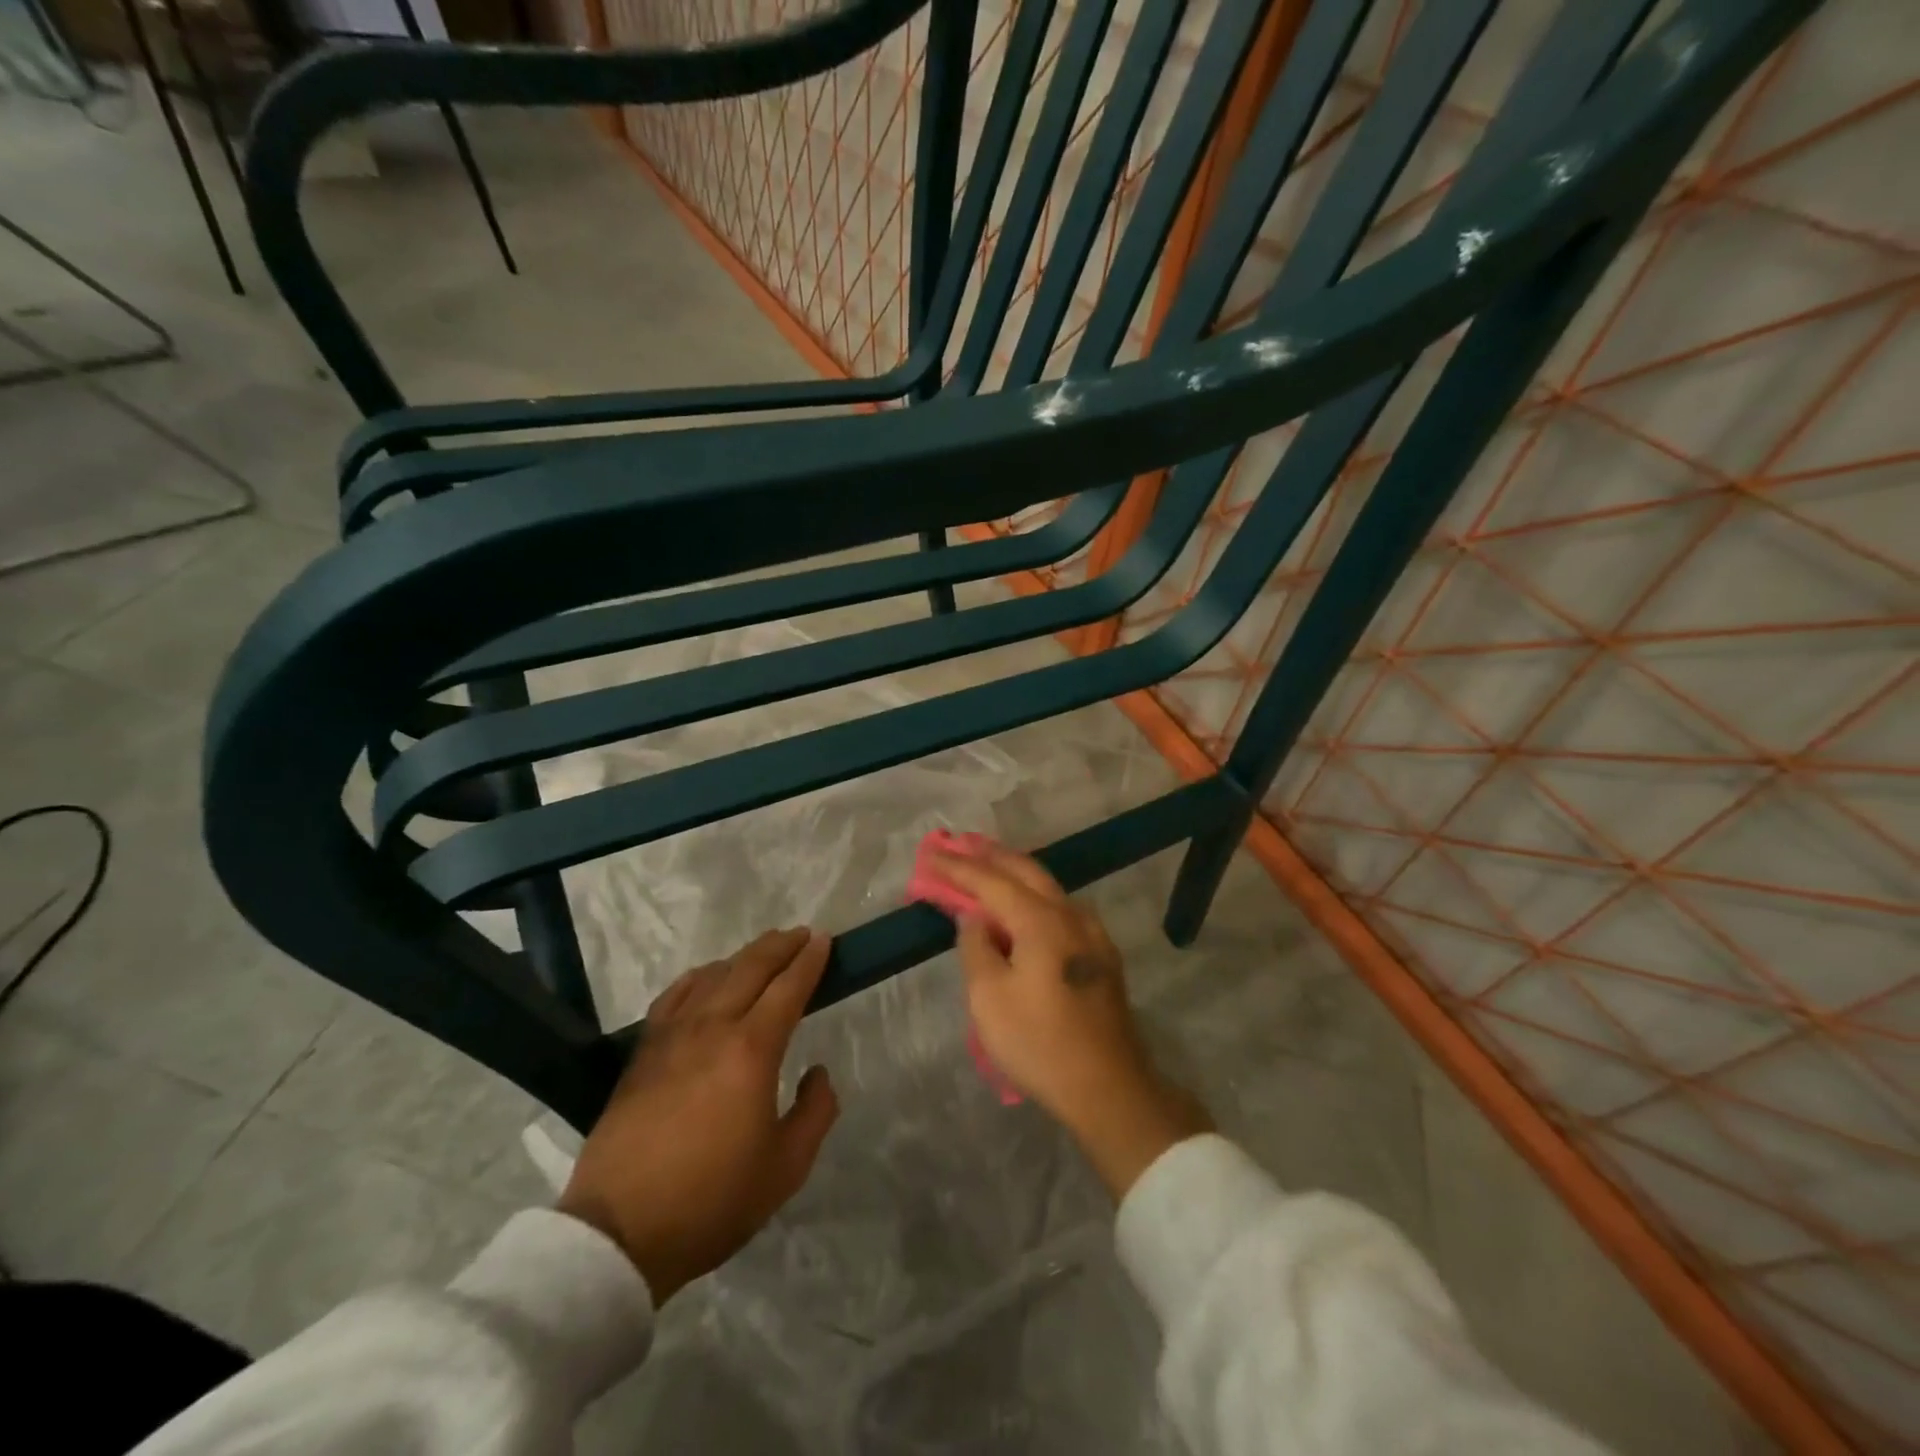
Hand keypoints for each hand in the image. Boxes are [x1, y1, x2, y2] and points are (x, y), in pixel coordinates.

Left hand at [558, 928, 838, 1303]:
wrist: (619, 1232)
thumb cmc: (712, 1201)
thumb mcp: (785, 1168)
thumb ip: (815, 1113)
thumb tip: (817, 1073)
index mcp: (752, 1050)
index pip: (788, 988)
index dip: (810, 960)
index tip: (825, 940)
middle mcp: (713, 1028)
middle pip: (751, 968)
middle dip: (781, 946)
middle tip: (802, 935)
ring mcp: (673, 1036)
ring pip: (714, 975)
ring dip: (744, 957)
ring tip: (763, 952)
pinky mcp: (643, 1052)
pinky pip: (676, 995)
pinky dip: (699, 976)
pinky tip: (707, 976)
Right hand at [930, 846, 1210, 1197]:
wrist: (1108, 1087)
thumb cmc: (1039, 1044)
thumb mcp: (989, 999)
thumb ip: (976, 947)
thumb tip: (973, 917)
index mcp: (1041, 920)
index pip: (991, 881)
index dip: (957, 867)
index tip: (930, 854)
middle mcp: (1070, 914)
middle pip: (1025, 871)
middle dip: (989, 855)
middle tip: (959, 844)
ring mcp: (1092, 933)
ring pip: (1047, 886)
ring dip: (1013, 872)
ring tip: (986, 864)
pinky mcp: (1101, 954)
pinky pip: (1060, 907)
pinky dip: (1033, 894)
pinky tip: (1024, 902)